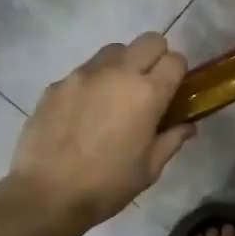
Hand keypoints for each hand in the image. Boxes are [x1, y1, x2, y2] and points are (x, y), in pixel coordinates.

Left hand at [5, 33, 194, 232]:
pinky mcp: (57, 84)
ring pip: (114, 50)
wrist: (47, 194)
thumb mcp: (149, 169)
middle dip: (156, 57)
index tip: (174, 91)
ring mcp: (83, 75)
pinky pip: (84, 71)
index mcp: (147, 94)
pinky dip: (93, 83)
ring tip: (115, 96)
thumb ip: (172, 140)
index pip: (175, 60)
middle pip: (149, 41)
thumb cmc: (107, 185)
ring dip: (123, 64)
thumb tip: (187, 125)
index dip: (179, 73)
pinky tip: (85, 113)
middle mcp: (117, 74)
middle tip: (149, 86)